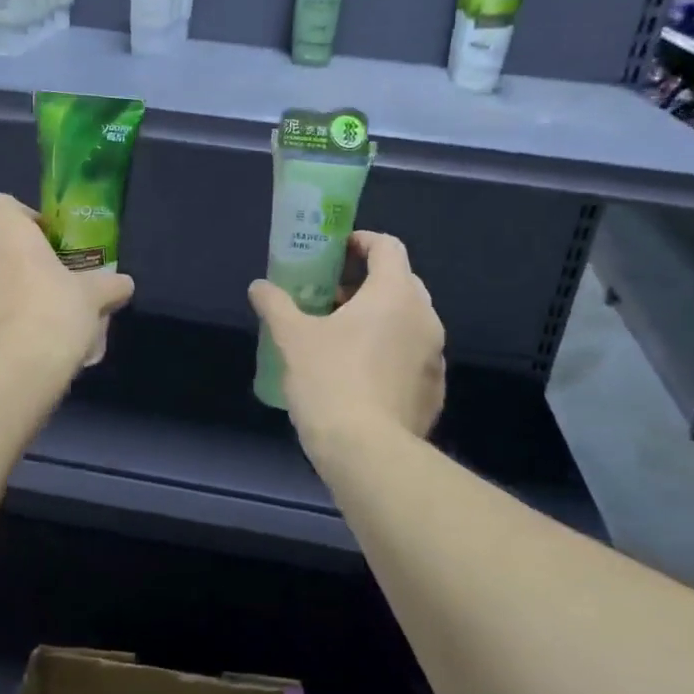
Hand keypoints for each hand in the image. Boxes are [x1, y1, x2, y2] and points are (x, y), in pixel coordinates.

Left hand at [0, 194, 134, 370]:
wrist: (15, 369)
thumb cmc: (56, 313)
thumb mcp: (94, 296)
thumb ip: (109, 284)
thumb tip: (124, 284)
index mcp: (4, 229)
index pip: (2, 203)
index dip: (23, 218)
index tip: (45, 242)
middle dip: (3, 250)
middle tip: (34, 276)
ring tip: (19, 314)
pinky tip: (1, 340)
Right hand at [248, 231, 444, 446]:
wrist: (367, 452)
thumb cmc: (329, 380)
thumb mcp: (292, 338)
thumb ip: (276, 304)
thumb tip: (259, 286)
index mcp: (395, 294)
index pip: (388, 247)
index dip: (362, 241)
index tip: (337, 250)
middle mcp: (424, 317)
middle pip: (400, 282)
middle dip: (367, 282)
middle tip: (332, 296)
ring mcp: (434, 356)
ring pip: (408, 321)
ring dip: (378, 318)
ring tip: (341, 336)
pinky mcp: (434, 389)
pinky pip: (412, 356)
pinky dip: (389, 352)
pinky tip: (360, 375)